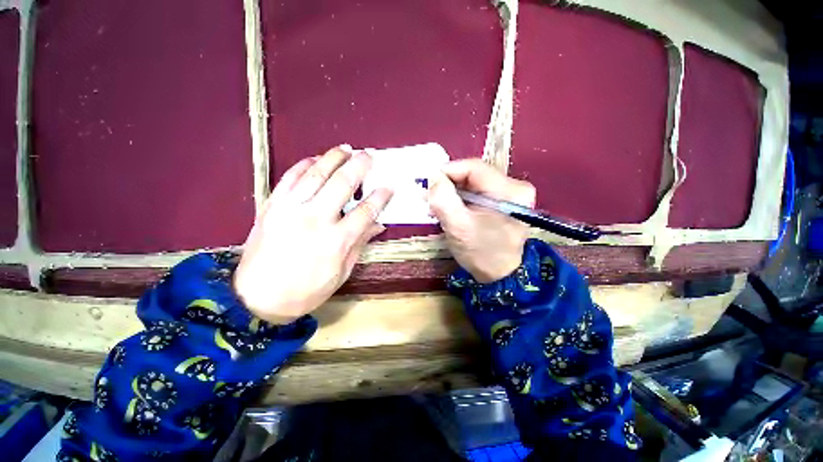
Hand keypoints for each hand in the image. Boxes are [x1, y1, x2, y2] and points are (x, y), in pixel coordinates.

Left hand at [234, 146, 392, 323]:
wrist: (256, 298)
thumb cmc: (306, 291)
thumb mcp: (341, 273)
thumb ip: (359, 244)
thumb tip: (378, 224)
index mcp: (336, 241)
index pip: (365, 211)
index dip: (380, 197)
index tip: (389, 186)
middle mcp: (315, 219)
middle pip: (342, 184)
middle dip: (359, 166)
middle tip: (369, 156)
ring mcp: (290, 209)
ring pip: (316, 174)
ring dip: (334, 157)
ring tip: (347, 148)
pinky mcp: (271, 206)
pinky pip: (290, 177)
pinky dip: (304, 164)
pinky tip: (316, 159)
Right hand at [428, 159, 534, 282]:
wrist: (500, 276)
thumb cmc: (482, 253)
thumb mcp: (459, 227)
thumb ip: (444, 200)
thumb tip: (433, 178)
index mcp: (510, 190)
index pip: (473, 168)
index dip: (447, 172)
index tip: (428, 184)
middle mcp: (513, 187)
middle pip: (472, 175)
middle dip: (447, 185)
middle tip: (428, 196)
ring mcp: (508, 195)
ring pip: (471, 184)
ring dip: (451, 193)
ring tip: (435, 206)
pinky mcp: (501, 204)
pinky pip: (475, 194)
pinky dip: (458, 200)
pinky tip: (447, 210)